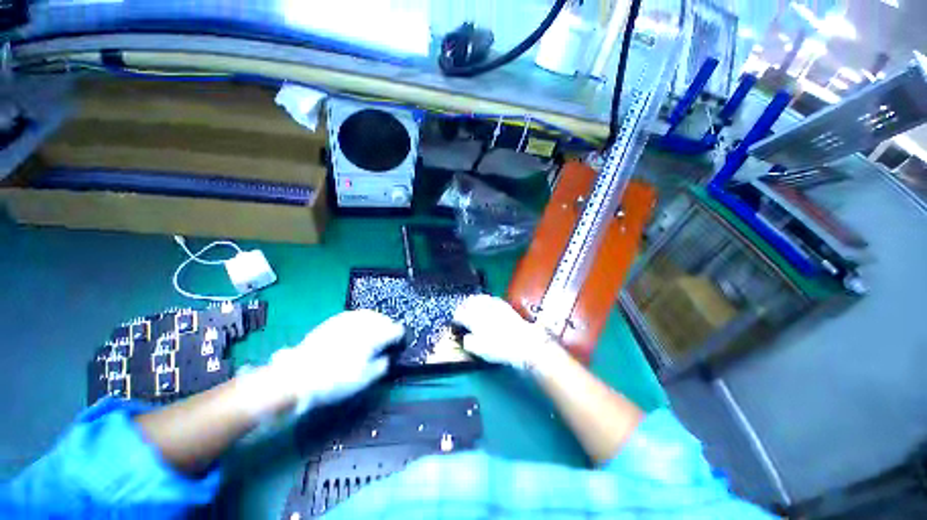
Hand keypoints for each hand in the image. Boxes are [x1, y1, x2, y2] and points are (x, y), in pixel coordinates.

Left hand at [263, 310, 403, 415]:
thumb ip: (380, 366)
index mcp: (373, 337)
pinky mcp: (334, 321)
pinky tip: (358, 325)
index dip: (399, 336)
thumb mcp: (363, 380)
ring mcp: (347, 320)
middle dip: (388, 326)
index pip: (394, 330)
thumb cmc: (335, 381)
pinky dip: (361, 318)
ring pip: (369, 314)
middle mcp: (362, 325)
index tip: (399, 342)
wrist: (298, 376)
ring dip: (376, 320)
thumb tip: (387, 358)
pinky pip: (354, 314)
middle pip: (382, 319)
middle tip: (389, 335)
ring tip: (376, 328)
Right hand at [453, 295, 564, 370]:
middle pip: (468, 302)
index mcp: (474, 319)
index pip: (459, 314)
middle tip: (461, 312)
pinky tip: (485, 304)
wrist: (524, 343)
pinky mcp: (503, 305)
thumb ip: (468, 342)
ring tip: (470, 306)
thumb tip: (465, 337)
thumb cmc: (500, 348)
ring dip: (472, 301)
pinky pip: (490, 298)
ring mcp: (494, 305)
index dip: (455, 318)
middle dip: (462, 307)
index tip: (455, 322)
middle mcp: (482, 308)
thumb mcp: (480, 350)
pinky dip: (484, 300)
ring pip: (479, 298)